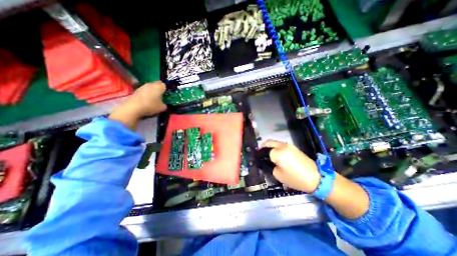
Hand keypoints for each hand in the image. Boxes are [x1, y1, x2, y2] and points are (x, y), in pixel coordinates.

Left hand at [109, 81, 166, 129]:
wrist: (133, 107)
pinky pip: (144, 91)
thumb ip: (164, 104)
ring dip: (152, 92)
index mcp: (159, 87)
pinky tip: (146, 101)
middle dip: (159, 89)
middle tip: (161, 97)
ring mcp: (142, 86)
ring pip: (150, 87)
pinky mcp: (136, 90)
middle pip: (156, 85)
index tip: (166, 95)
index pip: (164, 85)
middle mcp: (151, 84)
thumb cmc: (151, 106)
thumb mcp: (162, 108)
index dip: (166, 90)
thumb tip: (163, 104)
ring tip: (153, 99)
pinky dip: (146, 94)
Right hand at [265, 139, 370, 218]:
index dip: (261, 156)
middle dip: (263, 146)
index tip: (258, 159)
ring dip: (269, 145)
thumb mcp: (279, 175)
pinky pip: (281, 144)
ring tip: (266, 152)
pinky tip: (275, 152)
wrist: (317, 178)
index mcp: (278, 153)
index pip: (265, 152)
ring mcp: (289, 146)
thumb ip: (271, 166)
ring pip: (275, 142)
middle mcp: (282, 146)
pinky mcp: (294, 147)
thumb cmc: (296, 179)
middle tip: (259, 152)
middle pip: (269, 142)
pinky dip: (275, 146)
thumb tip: (269, 162)